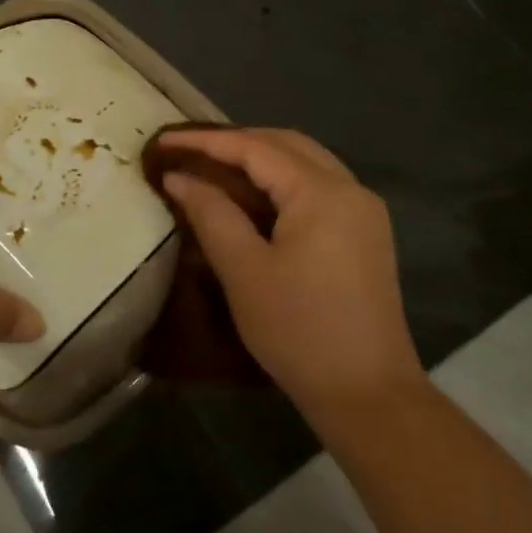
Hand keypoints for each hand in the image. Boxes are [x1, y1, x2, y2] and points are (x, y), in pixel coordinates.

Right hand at [156, 127, 422, 433]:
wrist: (368, 393)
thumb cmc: (299, 330)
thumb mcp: (244, 271)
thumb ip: (211, 214)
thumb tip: (180, 177)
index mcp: (322, 193)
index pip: (255, 148)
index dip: (205, 141)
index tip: (163, 139)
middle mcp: (350, 189)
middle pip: (286, 145)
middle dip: (235, 141)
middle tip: (188, 150)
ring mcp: (364, 211)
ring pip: (305, 163)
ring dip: (259, 159)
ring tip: (213, 167)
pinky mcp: (365, 234)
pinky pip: (317, 187)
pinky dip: (280, 182)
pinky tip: (252, 197)